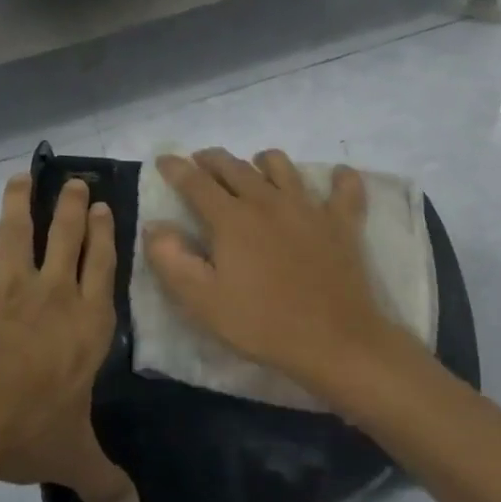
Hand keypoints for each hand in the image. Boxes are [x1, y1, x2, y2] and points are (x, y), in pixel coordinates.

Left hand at [0, 175, 139, 501]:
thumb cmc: (24, 433)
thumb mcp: (72, 458)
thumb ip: (105, 480)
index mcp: (88, 324)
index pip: (103, 265)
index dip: (106, 233)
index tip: (106, 208)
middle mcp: (56, 294)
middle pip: (69, 235)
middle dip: (75, 205)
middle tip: (78, 182)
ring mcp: (12, 288)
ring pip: (24, 231)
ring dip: (27, 201)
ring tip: (26, 176)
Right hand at [144, 148, 400, 391]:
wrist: (333, 341)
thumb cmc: (261, 323)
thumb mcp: (202, 301)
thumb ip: (171, 260)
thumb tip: (155, 226)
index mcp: (232, 218)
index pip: (196, 182)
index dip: (176, 168)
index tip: (164, 160)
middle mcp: (268, 201)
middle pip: (235, 167)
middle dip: (213, 160)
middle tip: (201, 161)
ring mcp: (309, 208)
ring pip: (282, 167)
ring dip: (263, 161)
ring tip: (255, 166)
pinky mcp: (342, 222)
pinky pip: (345, 188)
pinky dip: (340, 178)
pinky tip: (336, 176)